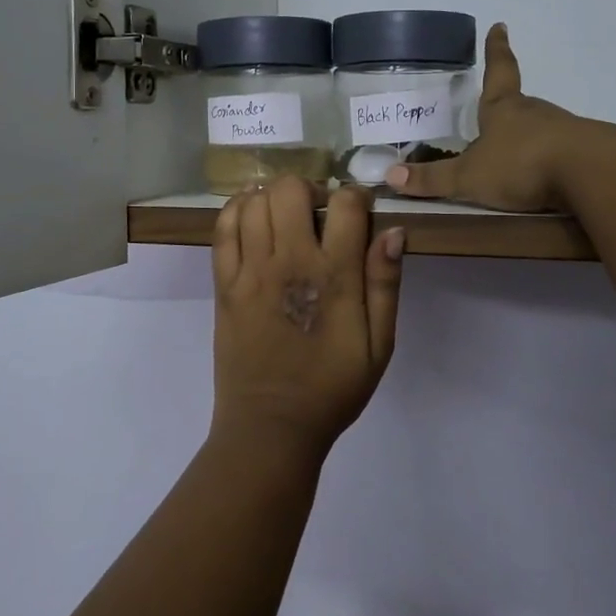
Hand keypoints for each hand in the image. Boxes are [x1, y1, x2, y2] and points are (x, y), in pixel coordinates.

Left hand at [211, 177, 404, 461]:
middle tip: (318, 212)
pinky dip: (236, 211)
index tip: (359, 213)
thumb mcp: (379, 345)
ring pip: (254, 203)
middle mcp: (289, 262)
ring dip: (273, 199)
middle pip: (291, 190)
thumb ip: (385, 284)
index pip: (346, 205)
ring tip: (285, 217)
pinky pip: (222, 230)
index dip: (357, 197)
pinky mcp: (224, 285)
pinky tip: (250, 216)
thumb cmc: (332, 388)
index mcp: (334, 276)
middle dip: (310, 189)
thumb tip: (393, 231)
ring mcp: (250, 272)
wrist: (271, 426)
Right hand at [384, 23, 588, 212]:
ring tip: (514, 158)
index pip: (499, 70)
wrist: (590, 173)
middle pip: (518, 104)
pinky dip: (548, 161)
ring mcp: (563, 131)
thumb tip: (390, 175)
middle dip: (506, 107)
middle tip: (493, 114)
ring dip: (527, 138)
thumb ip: (432, 179)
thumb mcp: (468, 177)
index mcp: (504, 108)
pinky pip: (559, 154)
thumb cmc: (521, 164)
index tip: (500, 25)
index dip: (496, 50)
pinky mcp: (584, 154)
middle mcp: (534, 113)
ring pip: (539, 129)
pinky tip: (543, 179)